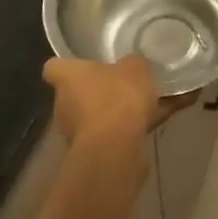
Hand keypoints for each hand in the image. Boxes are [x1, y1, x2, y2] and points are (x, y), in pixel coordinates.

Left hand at [43, 56, 195, 149]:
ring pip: (99, 116)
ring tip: (150, 103)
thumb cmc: (116, 97)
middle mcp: (65, 105)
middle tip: (123, 83)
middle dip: (98, 91)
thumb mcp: (134, 68)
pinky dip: (135, 129)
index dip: (67, 66)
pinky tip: (163, 118)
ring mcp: (77, 133)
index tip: (83, 65)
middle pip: (77, 94)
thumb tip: (132, 66)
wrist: (116, 148)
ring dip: (117, 113)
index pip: (54, 67)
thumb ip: (132, 65)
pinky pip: (116, 134)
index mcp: (67, 78)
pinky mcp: (95, 154)